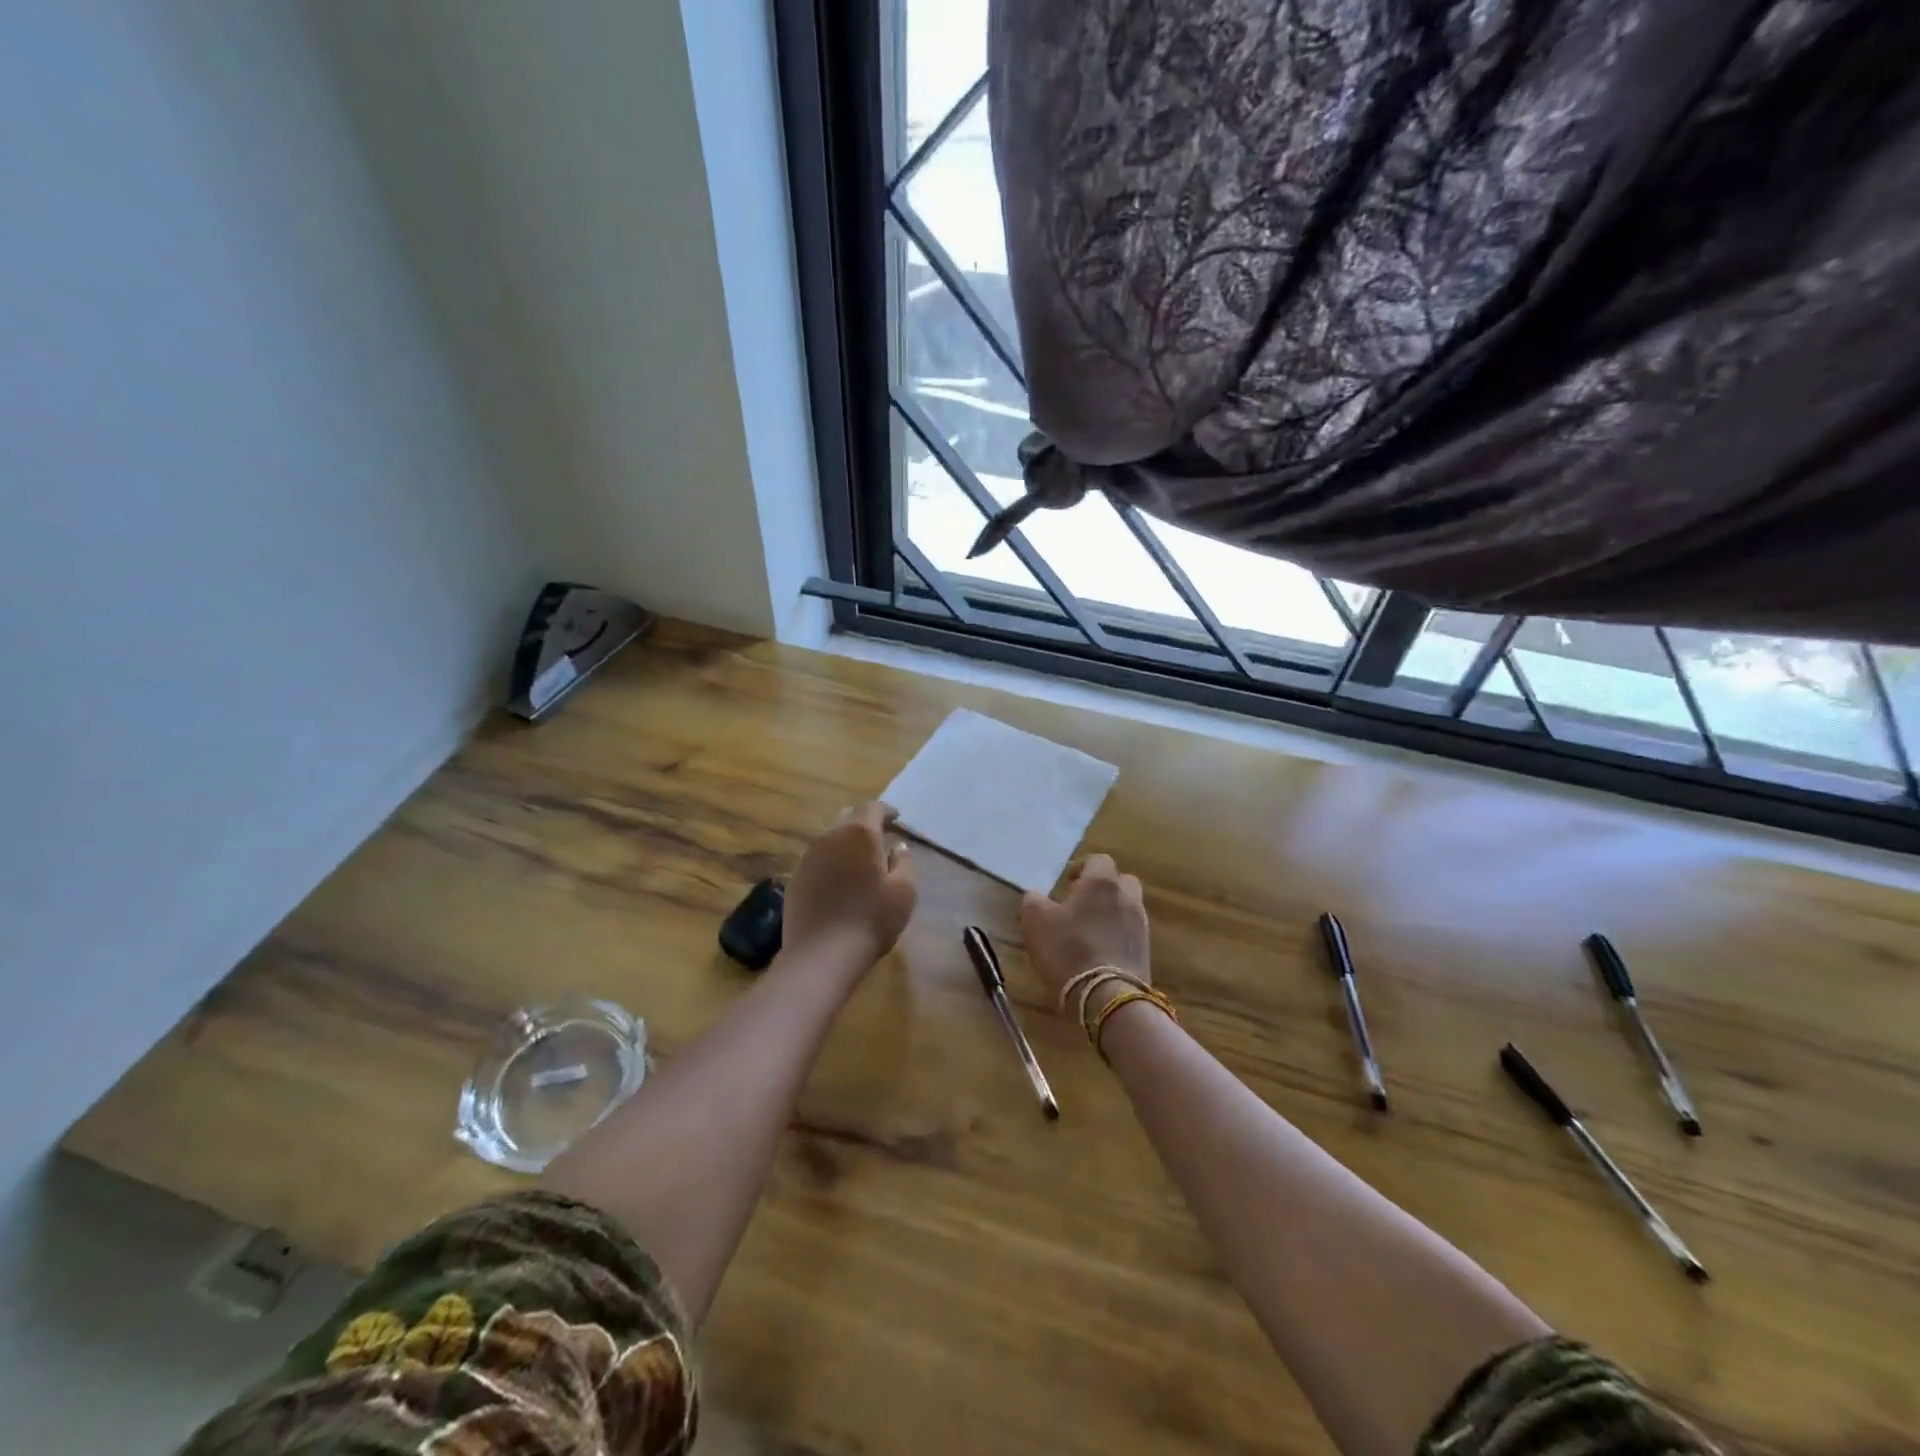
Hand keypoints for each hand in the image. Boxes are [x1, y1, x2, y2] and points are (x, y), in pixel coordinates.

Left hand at [781, 802, 917, 967]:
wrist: (821, 955)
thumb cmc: (870, 920)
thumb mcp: (904, 892)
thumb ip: (905, 862)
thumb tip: (898, 847)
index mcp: (859, 834)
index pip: (872, 808)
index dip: (886, 811)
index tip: (897, 819)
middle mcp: (830, 836)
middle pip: (847, 815)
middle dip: (864, 820)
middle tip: (880, 833)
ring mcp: (808, 856)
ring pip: (829, 834)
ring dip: (846, 838)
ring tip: (860, 855)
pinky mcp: (795, 876)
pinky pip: (817, 855)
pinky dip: (831, 857)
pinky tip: (839, 876)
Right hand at [1019, 854, 1149, 1015]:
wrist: (1107, 997)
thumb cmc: (1068, 950)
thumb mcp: (1035, 922)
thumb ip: (1033, 901)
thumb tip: (1036, 895)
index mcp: (1101, 882)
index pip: (1098, 860)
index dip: (1082, 868)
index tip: (1067, 883)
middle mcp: (1127, 897)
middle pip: (1121, 881)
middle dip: (1104, 888)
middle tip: (1082, 903)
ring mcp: (1141, 925)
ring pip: (1128, 907)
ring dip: (1112, 913)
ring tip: (1090, 931)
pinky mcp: (1146, 952)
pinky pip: (1131, 933)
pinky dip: (1118, 936)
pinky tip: (1100, 952)